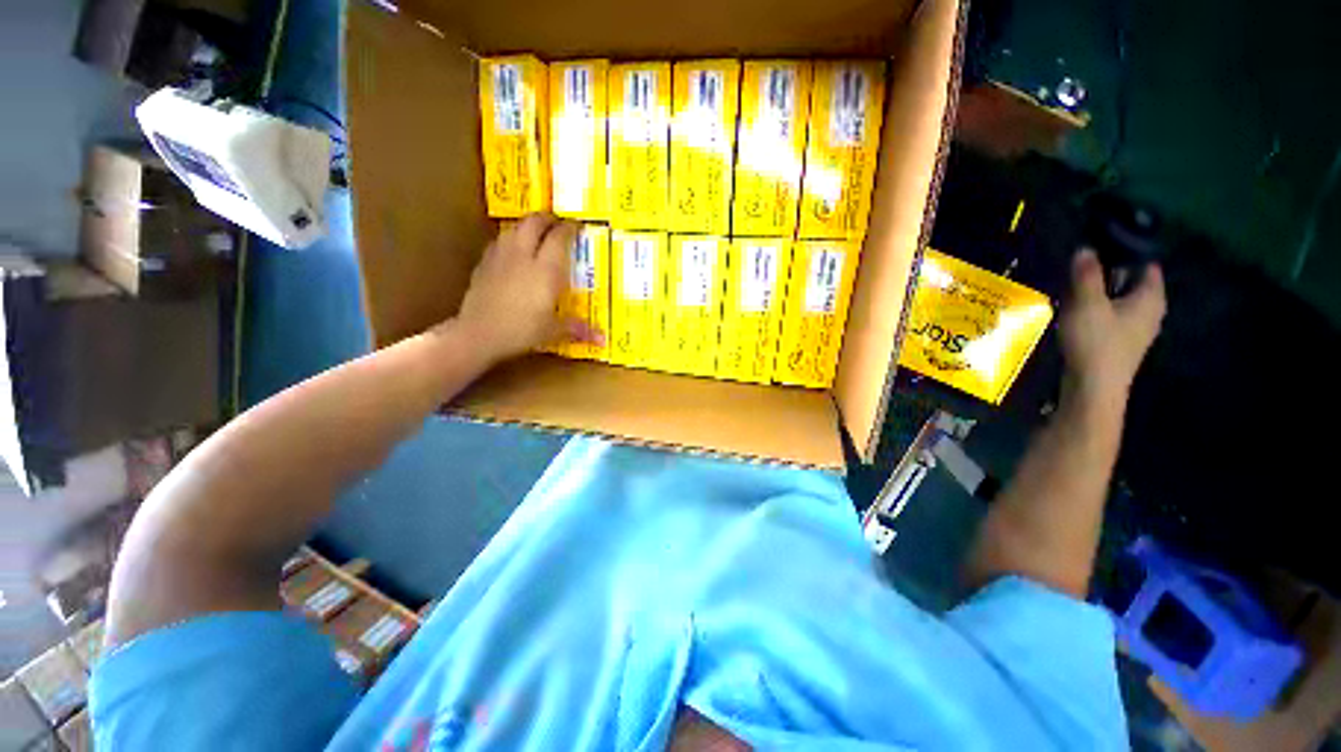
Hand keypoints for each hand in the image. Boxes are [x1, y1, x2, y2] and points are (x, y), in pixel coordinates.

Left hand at [452, 213, 599, 364]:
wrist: (477, 334)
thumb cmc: (521, 331)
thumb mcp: (553, 331)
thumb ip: (577, 328)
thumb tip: (602, 340)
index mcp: (545, 270)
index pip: (559, 237)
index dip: (569, 228)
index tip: (578, 226)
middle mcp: (523, 256)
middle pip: (534, 223)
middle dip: (548, 218)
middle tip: (558, 223)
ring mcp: (500, 257)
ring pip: (515, 228)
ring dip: (528, 226)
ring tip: (537, 234)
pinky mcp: (484, 264)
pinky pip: (500, 241)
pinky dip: (511, 240)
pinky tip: (513, 251)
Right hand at [1059, 249, 1165, 403]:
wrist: (1093, 387)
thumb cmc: (1096, 342)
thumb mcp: (1087, 304)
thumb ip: (1086, 275)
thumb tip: (1085, 248)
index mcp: (1150, 297)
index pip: (1147, 264)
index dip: (1128, 251)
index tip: (1102, 244)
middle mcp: (1150, 311)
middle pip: (1132, 282)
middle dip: (1110, 273)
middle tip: (1082, 264)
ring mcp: (1137, 329)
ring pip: (1120, 301)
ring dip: (1101, 293)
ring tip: (1074, 286)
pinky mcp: (1120, 343)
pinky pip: (1112, 316)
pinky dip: (1098, 309)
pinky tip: (1077, 311)